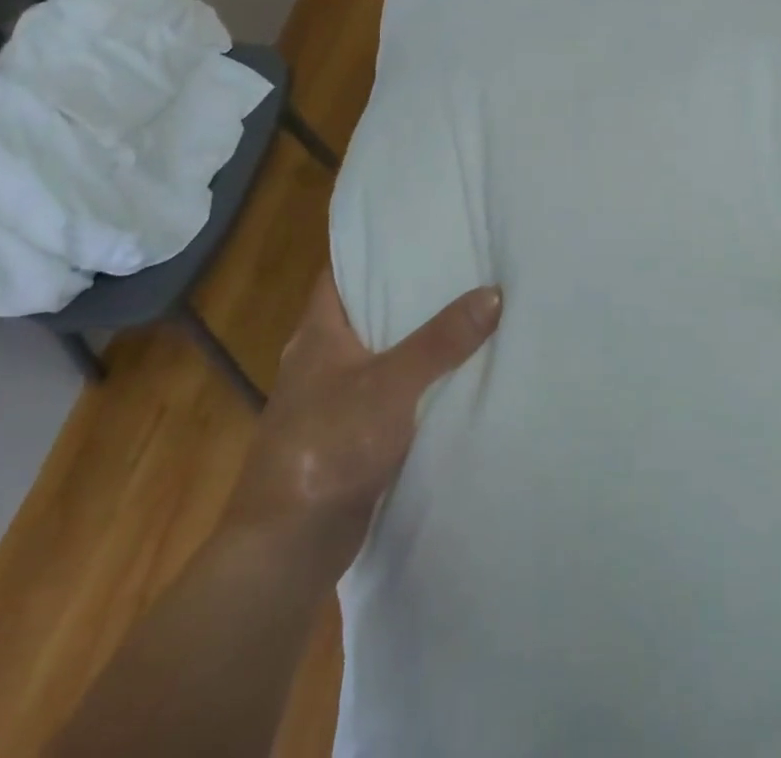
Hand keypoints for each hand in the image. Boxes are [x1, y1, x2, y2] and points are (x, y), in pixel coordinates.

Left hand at [220, 272, 501, 577]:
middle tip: (458, 266)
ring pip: (380, 355)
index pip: (341, 272)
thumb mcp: (392, 384)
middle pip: (366, 311)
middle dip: (407, 292)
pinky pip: (387, 394)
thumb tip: (492, 293)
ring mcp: (331, 400)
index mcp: (317, 334)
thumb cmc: (328, 446)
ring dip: (414, 340)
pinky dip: (414, 383)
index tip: (417, 232)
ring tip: (466, 311)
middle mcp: (320, 360)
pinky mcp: (346, 437)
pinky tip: (452, 376)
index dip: (373, 250)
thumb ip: (441, 340)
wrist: (287, 548)